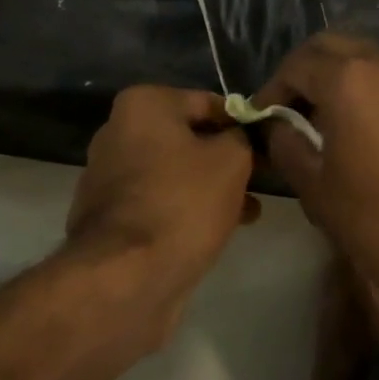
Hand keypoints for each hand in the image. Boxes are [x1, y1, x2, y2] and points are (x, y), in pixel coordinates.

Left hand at [67, 86, 259, 326]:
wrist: (127, 276)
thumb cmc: (182, 202)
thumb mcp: (231, 160)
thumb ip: (243, 138)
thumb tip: (240, 137)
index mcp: (142, 105)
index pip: (208, 103)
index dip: (243, 124)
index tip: (269, 147)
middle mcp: (118, 132)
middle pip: (188, 138)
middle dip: (226, 159)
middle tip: (262, 180)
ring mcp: (109, 176)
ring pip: (175, 172)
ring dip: (210, 187)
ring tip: (249, 211)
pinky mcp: (109, 216)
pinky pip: (159, 201)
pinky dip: (186, 209)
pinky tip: (218, 230)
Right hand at [252, 34, 378, 325]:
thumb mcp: (317, 189)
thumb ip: (287, 145)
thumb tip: (279, 125)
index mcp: (351, 78)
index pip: (296, 64)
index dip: (272, 88)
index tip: (262, 117)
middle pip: (331, 48)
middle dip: (303, 72)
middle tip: (288, 110)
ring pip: (364, 57)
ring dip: (336, 77)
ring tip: (321, 120)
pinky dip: (367, 87)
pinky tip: (360, 128)